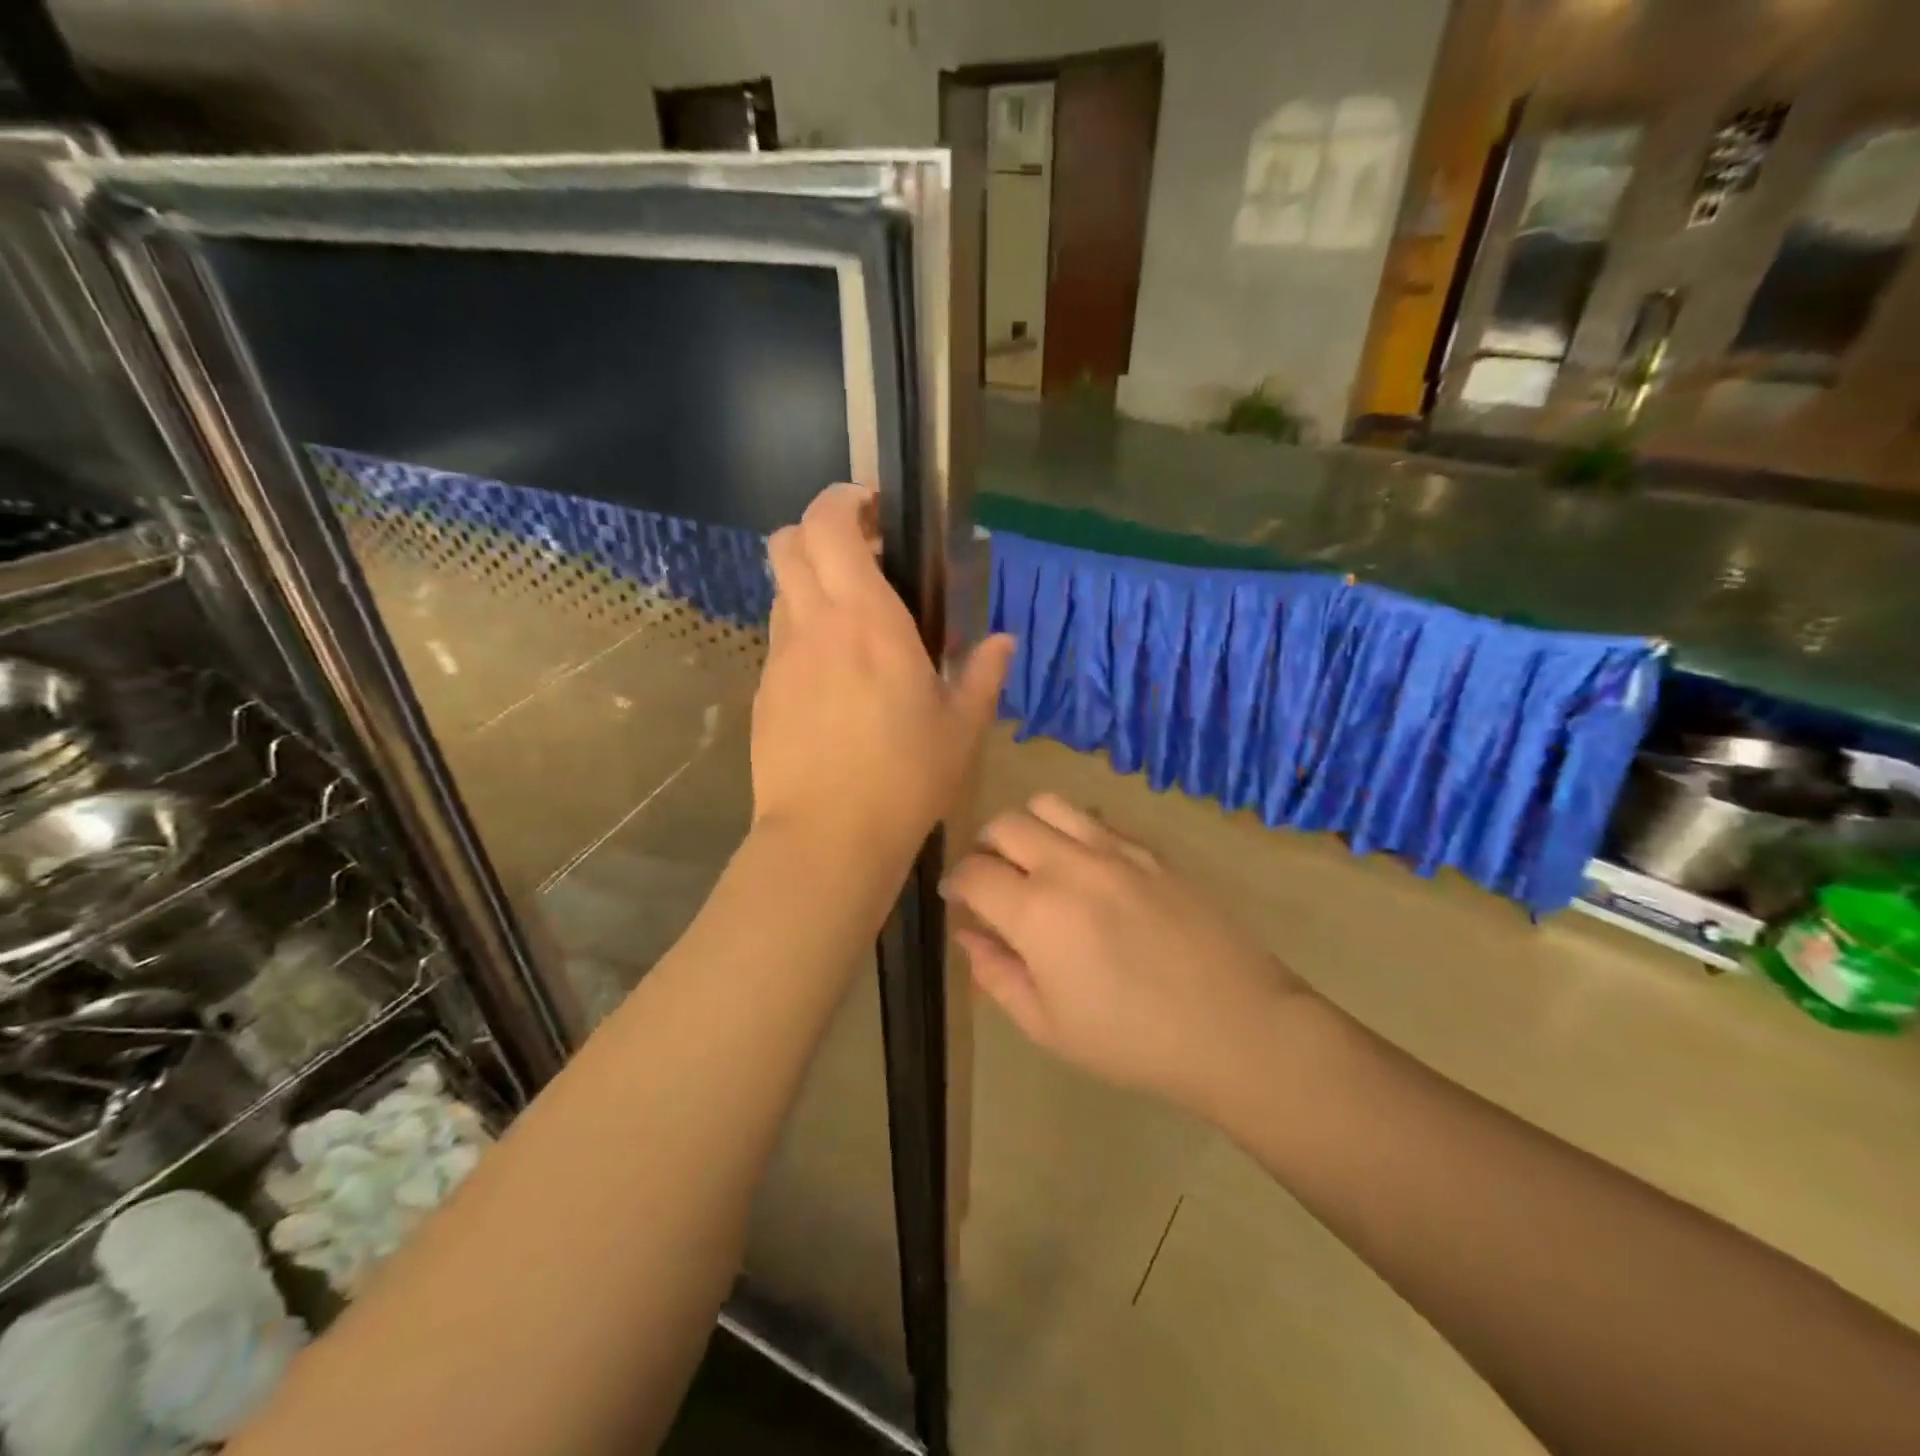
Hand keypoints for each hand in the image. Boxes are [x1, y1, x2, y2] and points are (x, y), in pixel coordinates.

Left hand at [753, 483, 1014, 862]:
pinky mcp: (764, 693)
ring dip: (810, 584)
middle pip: (787, 543)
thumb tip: (1005, 642)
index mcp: (867, 620)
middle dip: (818, 531)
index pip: (829, 525)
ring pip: (781, 590)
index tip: (874, 510)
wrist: (827, 837)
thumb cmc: (904, 778)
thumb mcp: (960, 729)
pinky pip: (780, 640)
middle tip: (863, 558)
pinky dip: (803, 633)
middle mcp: (814, 625)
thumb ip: (983, 675)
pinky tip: (833, 677)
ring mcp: (781, 659)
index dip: (843, 501)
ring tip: (851, 621)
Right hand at [943, 794, 1308, 1113]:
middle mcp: (1069, 865)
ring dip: (1027, 827)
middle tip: (992, 880)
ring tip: (1035, 862)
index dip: (955, 883)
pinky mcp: (1150, 850)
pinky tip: (1087, 870)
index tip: (957, 899)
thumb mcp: (1048, 1025)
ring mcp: (1114, 849)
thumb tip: (968, 935)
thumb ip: (996, 974)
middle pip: (1004, 824)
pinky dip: (1073, 832)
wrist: (1234, 1026)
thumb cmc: (1132, 1040)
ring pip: (1048, 805)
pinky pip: (1096, 819)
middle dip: (984, 848)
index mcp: (1036, 912)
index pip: (973, 872)